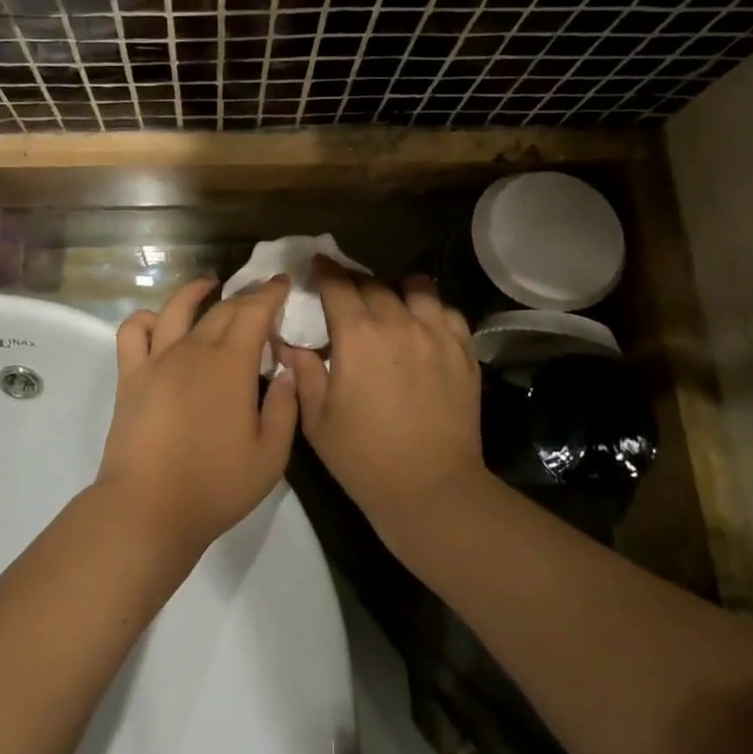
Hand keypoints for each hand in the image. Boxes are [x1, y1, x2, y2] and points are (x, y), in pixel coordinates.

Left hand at [96, 276, 299, 556]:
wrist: (147, 509)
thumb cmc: (215, 485)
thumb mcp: (271, 456)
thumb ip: (285, 408)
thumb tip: (285, 372)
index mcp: (231, 364)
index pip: (254, 312)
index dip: (270, 294)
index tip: (282, 283)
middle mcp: (194, 349)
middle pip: (222, 309)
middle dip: (245, 296)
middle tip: (261, 295)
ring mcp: (157, 359)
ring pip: (177, 308)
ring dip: (196, 291)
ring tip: (209, 286)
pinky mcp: (131, 376)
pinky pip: (133, 331)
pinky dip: (147, 318)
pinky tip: (160, 322)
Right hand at [281, 260, 485, 549]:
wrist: (431, 489)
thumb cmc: (364, 457)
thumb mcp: (318, 419)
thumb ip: (303, 372)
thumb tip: (289, 343)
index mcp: (357, 334)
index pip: (337, 285)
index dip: (324, 271)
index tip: (318, 264)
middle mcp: (398, 322)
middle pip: (374, 284)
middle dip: (355, 283)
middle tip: (347, 294)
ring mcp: (436, 334)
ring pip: (417, 288)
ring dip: (398, 289)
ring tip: (392, 302)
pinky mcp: (463, 351)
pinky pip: (448, 312)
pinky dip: (433, 310)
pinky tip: (424, 323)